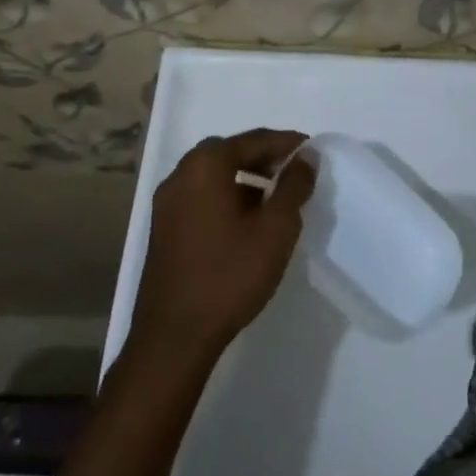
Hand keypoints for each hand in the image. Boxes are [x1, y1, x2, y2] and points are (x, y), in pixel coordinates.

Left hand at [129, 129, 315, 367]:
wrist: (175, 335)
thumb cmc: (230, 274)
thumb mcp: (276, 228)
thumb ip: (294, 185)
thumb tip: (306, 156)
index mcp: (205, 166)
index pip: (253, 140)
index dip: (286, 142)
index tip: (312, 150)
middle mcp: (180, 175)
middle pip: (228, 151)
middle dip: (263, 156)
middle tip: (293, 169)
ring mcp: (166, 203)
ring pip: (212, 175)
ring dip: (244, 176)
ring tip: (274, 195)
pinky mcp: (163, 228)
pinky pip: (200, 196)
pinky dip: (225, 195)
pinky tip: (246, 220)